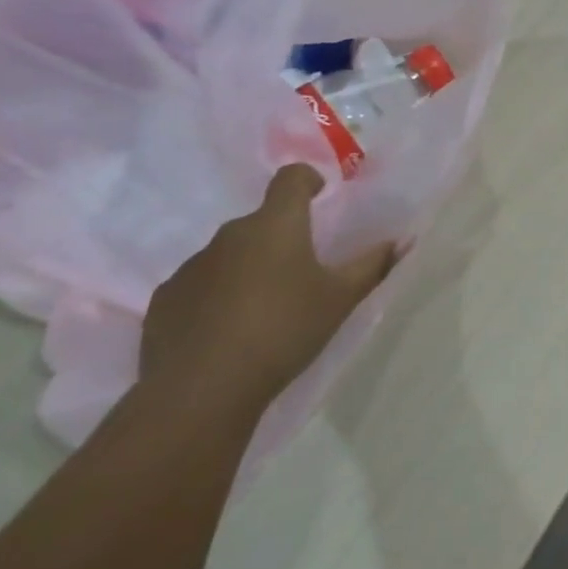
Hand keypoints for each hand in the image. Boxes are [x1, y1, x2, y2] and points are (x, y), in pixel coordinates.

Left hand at [141, 165, 397, 412]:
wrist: (200, 391)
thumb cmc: (284, 330)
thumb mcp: (340, 299)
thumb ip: (373, 265)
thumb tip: (403, 240)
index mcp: (276, 225)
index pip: (290, 177)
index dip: (308, 180)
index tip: (321, 197)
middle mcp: (230, 235)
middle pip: (261, 220)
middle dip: (282, 235)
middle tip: (303, 269)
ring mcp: (191, 267)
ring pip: (229, 253)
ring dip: (249, 266)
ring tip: (265, 306)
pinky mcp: (164, 300)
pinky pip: (200, 284)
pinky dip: (217, 295)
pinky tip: (228, 330)